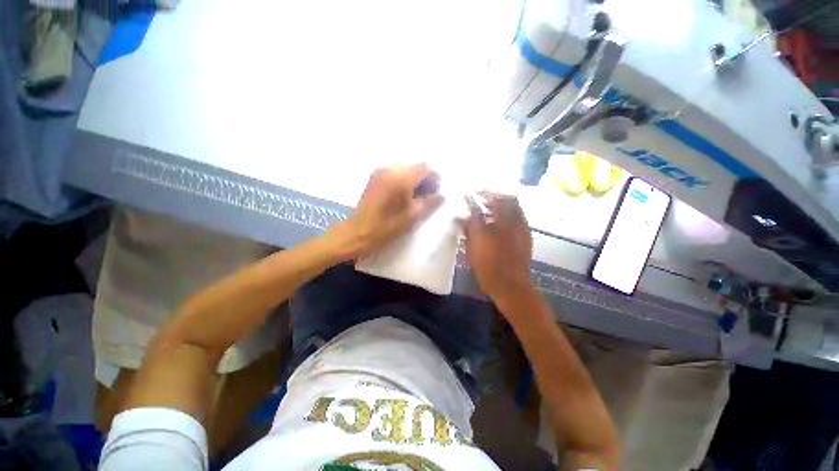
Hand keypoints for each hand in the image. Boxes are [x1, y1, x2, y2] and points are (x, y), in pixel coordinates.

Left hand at [327, 164, 443, 260]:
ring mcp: (380, 171)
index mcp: (401, 178)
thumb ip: (429, 201)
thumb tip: (441, 194)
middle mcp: (390, 169)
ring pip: (405, 169)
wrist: (357, 232)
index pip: (425, 167)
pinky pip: (395, 172)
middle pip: (415, 166)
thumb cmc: (386, 227)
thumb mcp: (412, 216)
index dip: (434, 177)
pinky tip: (403, 194)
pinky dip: (403, 179)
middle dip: (424, 178)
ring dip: (414, 179)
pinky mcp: (374, 177)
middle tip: (428, 195)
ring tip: (416, 196)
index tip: (437, 190)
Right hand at [459, 192, 532, 299]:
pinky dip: (509, 209)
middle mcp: (509, 222)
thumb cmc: (487, 267)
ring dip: (500, 200)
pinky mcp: (526, 233)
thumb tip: (459, 217)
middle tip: (480, 195)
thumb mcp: (472, 249)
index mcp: (493, 226)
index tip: (466, 194)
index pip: (481, 205)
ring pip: (513, 204)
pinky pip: (519, 213)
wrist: (510, 284)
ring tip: (488, 205)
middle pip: (503, 198)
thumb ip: (467, 230)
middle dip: (490, 193)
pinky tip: (500, 216)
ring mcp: (520, 227)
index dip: (472, 198)